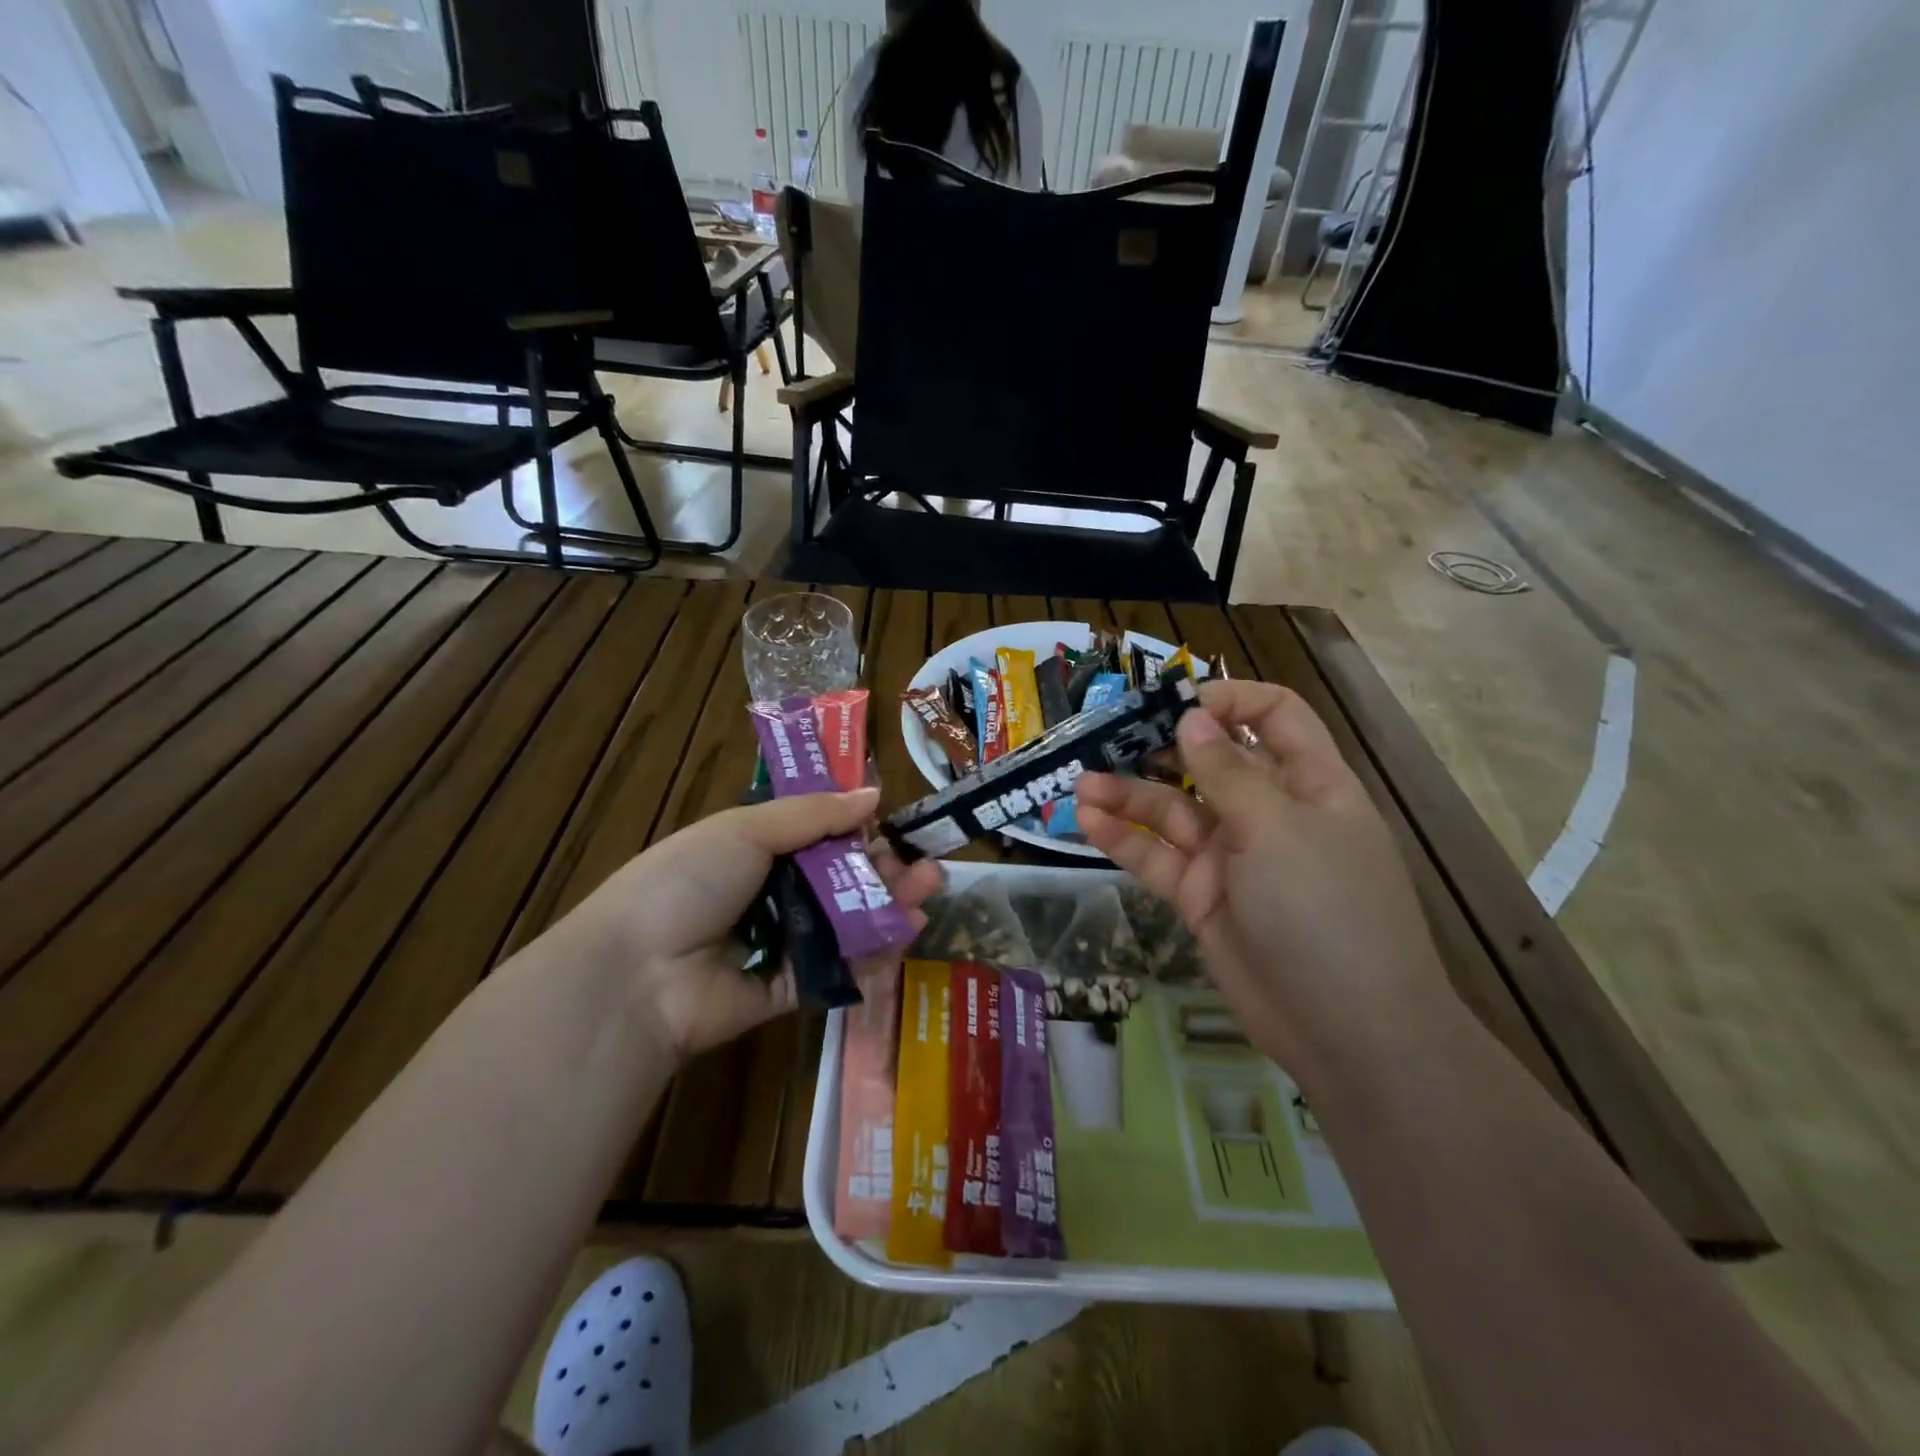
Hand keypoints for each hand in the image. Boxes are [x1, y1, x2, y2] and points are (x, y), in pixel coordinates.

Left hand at [571, 787, 941, 1060]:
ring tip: (927, 892)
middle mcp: (772, 894)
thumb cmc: (688, 882)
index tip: (895, 825)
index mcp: (756, 849)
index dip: (859, 829)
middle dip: (885, 870)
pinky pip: (838, 968)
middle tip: (925, 865)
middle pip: (842, 879)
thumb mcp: (746, 830)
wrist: (637, 973)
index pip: (820, 835)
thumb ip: (814, 814)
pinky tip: (905, 933)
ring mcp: (782, 944)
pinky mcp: (790, 989)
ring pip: (848, 922)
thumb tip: (873, 793)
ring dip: (889, 906)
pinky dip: (872, 953)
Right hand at [1074, 681, 1454, 1084]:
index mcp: (1309, 783)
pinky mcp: (1202, 897)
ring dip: (1128, 794)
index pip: (1273, 717)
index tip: (1175, 702)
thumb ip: (1228, 772)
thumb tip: (1192, 717)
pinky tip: (1088, 821)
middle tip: (1107, 737)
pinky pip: (1158, 858)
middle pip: (1210, 762)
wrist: (1346, 1031)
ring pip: (1173, 811)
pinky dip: (1124, 839)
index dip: (1228, 700)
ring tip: (1081, 784)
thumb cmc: (1326, 910)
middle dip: (1161, 747)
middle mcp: (1268, 813)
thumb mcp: (1278, 829)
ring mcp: (1232, 857)